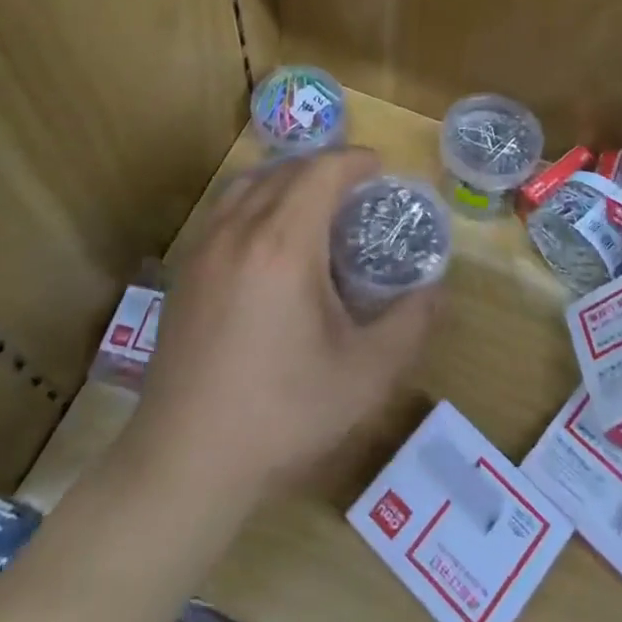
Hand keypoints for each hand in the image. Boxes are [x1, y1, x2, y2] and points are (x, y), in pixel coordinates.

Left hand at [121, 149, 439, 510]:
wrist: (185, 461)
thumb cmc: (282, 415)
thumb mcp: (365, 375)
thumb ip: (410, 324)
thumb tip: (437, 289)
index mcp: (283, 245)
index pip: (320, 172)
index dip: (354, 160)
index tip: (380, 168)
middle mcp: (238, 231)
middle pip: (284, 171)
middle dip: (324, 167)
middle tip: (356, 191)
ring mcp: (203, 248)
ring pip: (247, 184)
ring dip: (286, 179)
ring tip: (314, 205)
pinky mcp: (183, 272)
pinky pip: (224, 210)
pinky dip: (255, 200)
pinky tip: (268, 241)